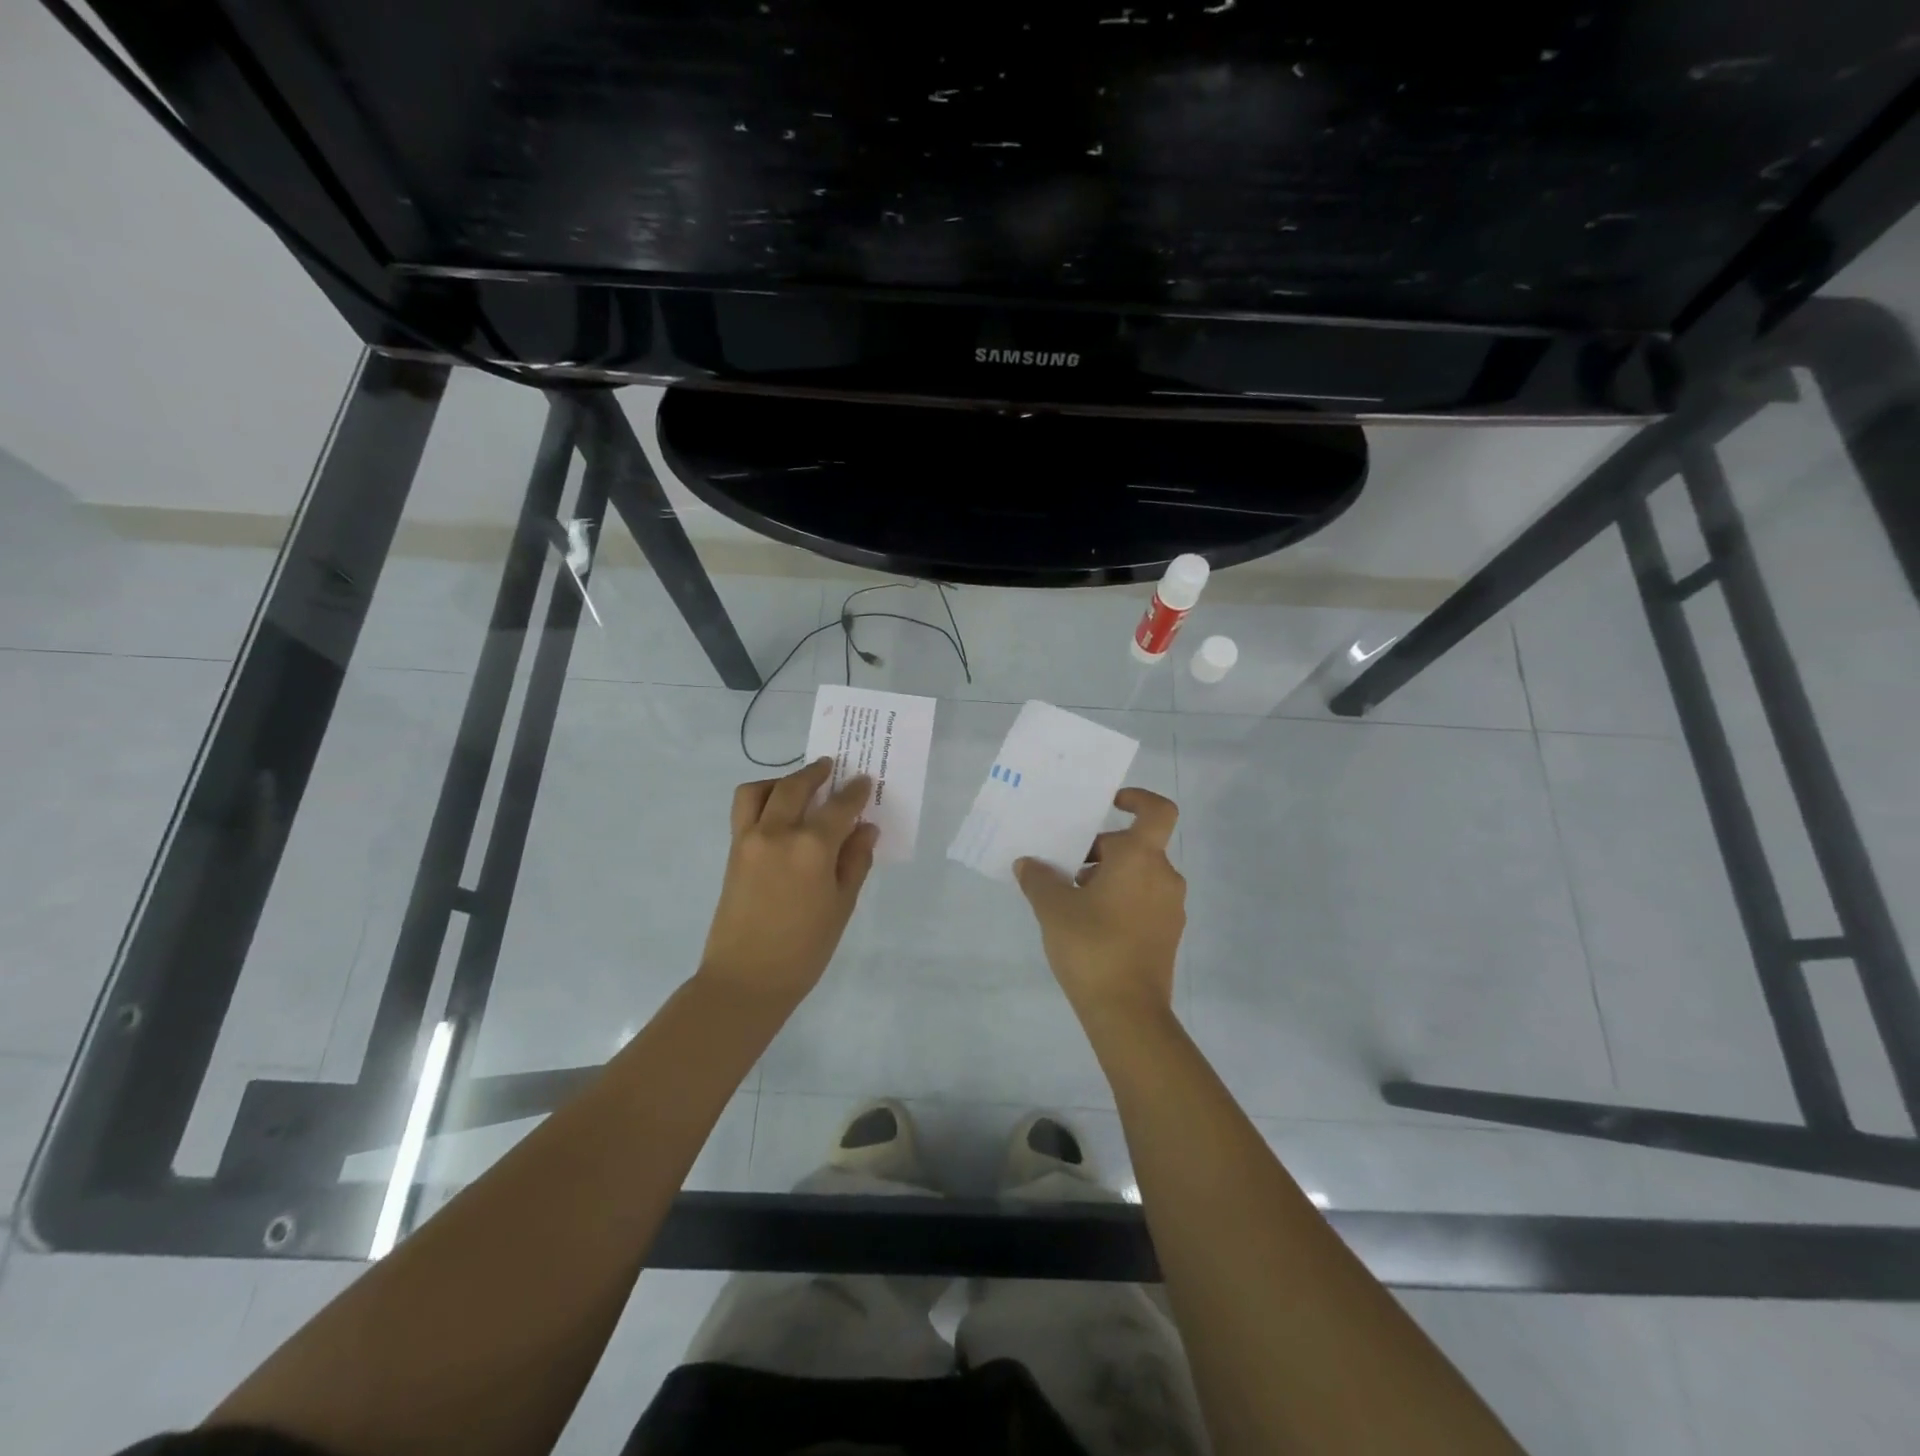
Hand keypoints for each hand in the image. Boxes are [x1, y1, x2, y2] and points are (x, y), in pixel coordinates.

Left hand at [698, 758, 878, 1004]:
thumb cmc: (805, 948)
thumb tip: (865, 829)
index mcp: (812, 847)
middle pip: (796, 786)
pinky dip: (761, 798)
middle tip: (831, 768)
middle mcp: (778, 832)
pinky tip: (778, 812)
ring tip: (798, 787)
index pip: (839, 806)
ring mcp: (749, 839)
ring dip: (782, 781)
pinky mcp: (733, 851)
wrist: (747, 978)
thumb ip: (855, 860)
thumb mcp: (842, 905)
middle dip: (816, 773)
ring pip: (760, 789)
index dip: (855, 792)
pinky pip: (744, 809)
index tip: (865, 781)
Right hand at [1014, 787, 1185, 1022]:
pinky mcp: (1168, 935)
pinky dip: (1120, 901)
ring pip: (1138, 875)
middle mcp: (1164, 876)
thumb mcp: (1053, 908)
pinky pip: (1144, 901)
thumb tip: (1028, 863)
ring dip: (1107, 878)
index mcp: (1141, 858)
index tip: (1110, 805)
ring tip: (1071, 901)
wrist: (1128, 1012)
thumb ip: (1038, 879)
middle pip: (1135, 846)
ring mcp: (1170, 908)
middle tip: (1064, 870)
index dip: (1138, 799)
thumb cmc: (1092, 946)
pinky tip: (1089, 926)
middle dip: (1100, 852)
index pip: (1156, 811)